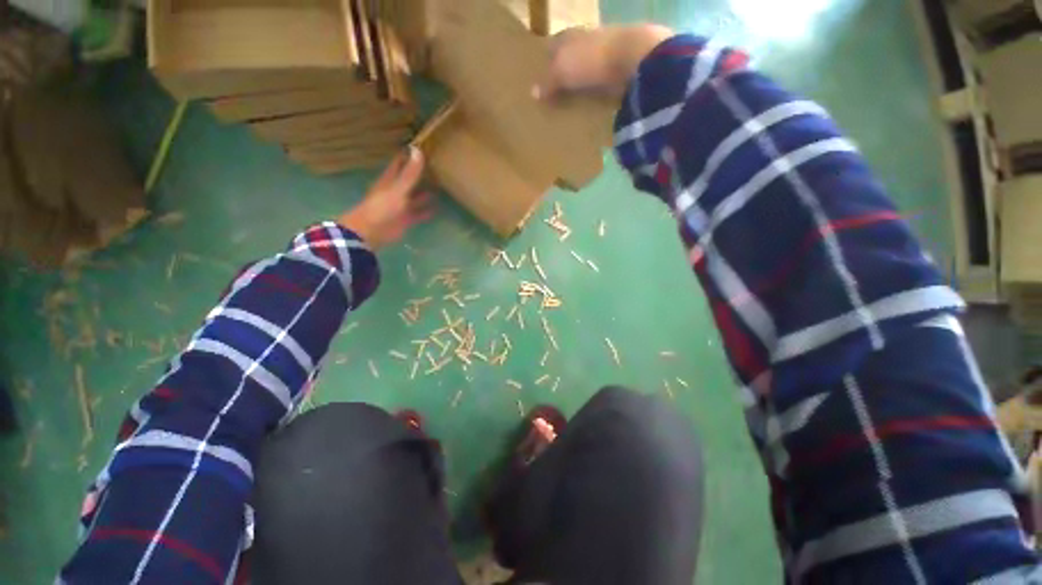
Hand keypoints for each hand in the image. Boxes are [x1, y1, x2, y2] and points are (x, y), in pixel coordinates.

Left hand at [339, 147, 434, 249]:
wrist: (371, 231)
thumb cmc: (382, 207)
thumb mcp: (398, 188)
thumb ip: (409, 173)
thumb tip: (418, 150)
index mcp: (390, 180)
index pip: (399, 164)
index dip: (408, 156)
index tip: (420, 148)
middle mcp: (395, 191)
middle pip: (408, 180)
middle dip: (419, 175)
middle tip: (435, 168)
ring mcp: (400, 206)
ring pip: (414, 197)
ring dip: (424, 194)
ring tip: (439, 188)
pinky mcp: (405, 220)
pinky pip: (417, 213)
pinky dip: (425, 211)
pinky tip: (436, 209)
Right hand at [534, 24, 673, 99]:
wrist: (635, 58)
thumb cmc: (592, 59)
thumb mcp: (562, 71)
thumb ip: (548, 81)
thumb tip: (533, 93)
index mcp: (571, 35)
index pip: (554, 44)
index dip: (546, 58)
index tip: (540, 75)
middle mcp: (589, 40)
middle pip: (572, 56)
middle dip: (564, 71)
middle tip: (555, 93)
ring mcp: (608, 53)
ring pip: (589, 68)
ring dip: (582, 82)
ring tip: (573, 102)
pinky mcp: (622, 69)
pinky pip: (604, 81)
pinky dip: (597, 91)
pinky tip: (592, 103)